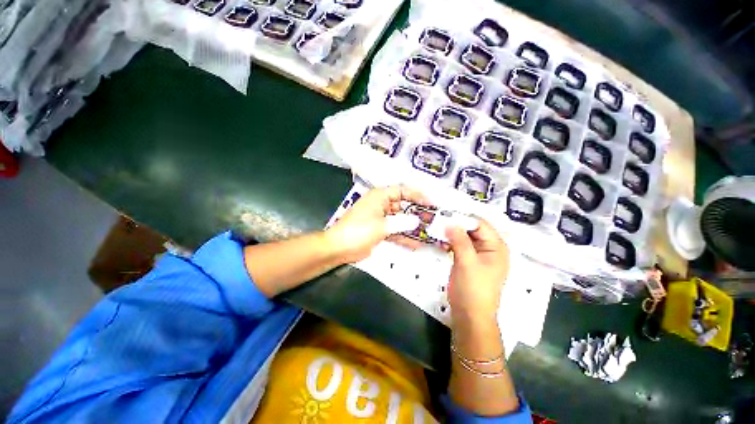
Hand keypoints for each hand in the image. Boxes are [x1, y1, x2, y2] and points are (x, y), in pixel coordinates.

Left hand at [324, 186, 431, 262]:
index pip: (402, 190)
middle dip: (416, 213)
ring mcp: (380, 219)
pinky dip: (403, 237)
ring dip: (411, 227)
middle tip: (432, 220)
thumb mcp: (382, 226)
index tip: (430, 203)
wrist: (339, 248)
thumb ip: (401, 222)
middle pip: (403, 206)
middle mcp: (381, 205)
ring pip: (399, 220)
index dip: (417, 195)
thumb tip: (417, 220)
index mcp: (379, 197)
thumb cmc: (358, 231)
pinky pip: (394, 231)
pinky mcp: (379, 231)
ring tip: (427, 233)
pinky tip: (416, 244)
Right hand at [445, 219, 508, 326]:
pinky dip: (450, 241)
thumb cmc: (473, 289)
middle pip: (473, 229)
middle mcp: (489, 247)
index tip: (446, 213)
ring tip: (437, 225)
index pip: (481, 224)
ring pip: (465, 236)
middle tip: (439, 217)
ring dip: (452, 232)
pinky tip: (439, 238)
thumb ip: (459, 240)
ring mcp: (478, 254)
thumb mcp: (467, 262)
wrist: (469, 315)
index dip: (464, 218)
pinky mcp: (468, 260)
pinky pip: (460, 245)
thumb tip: (449, 221)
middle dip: (457, 223)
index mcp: (497, 246)